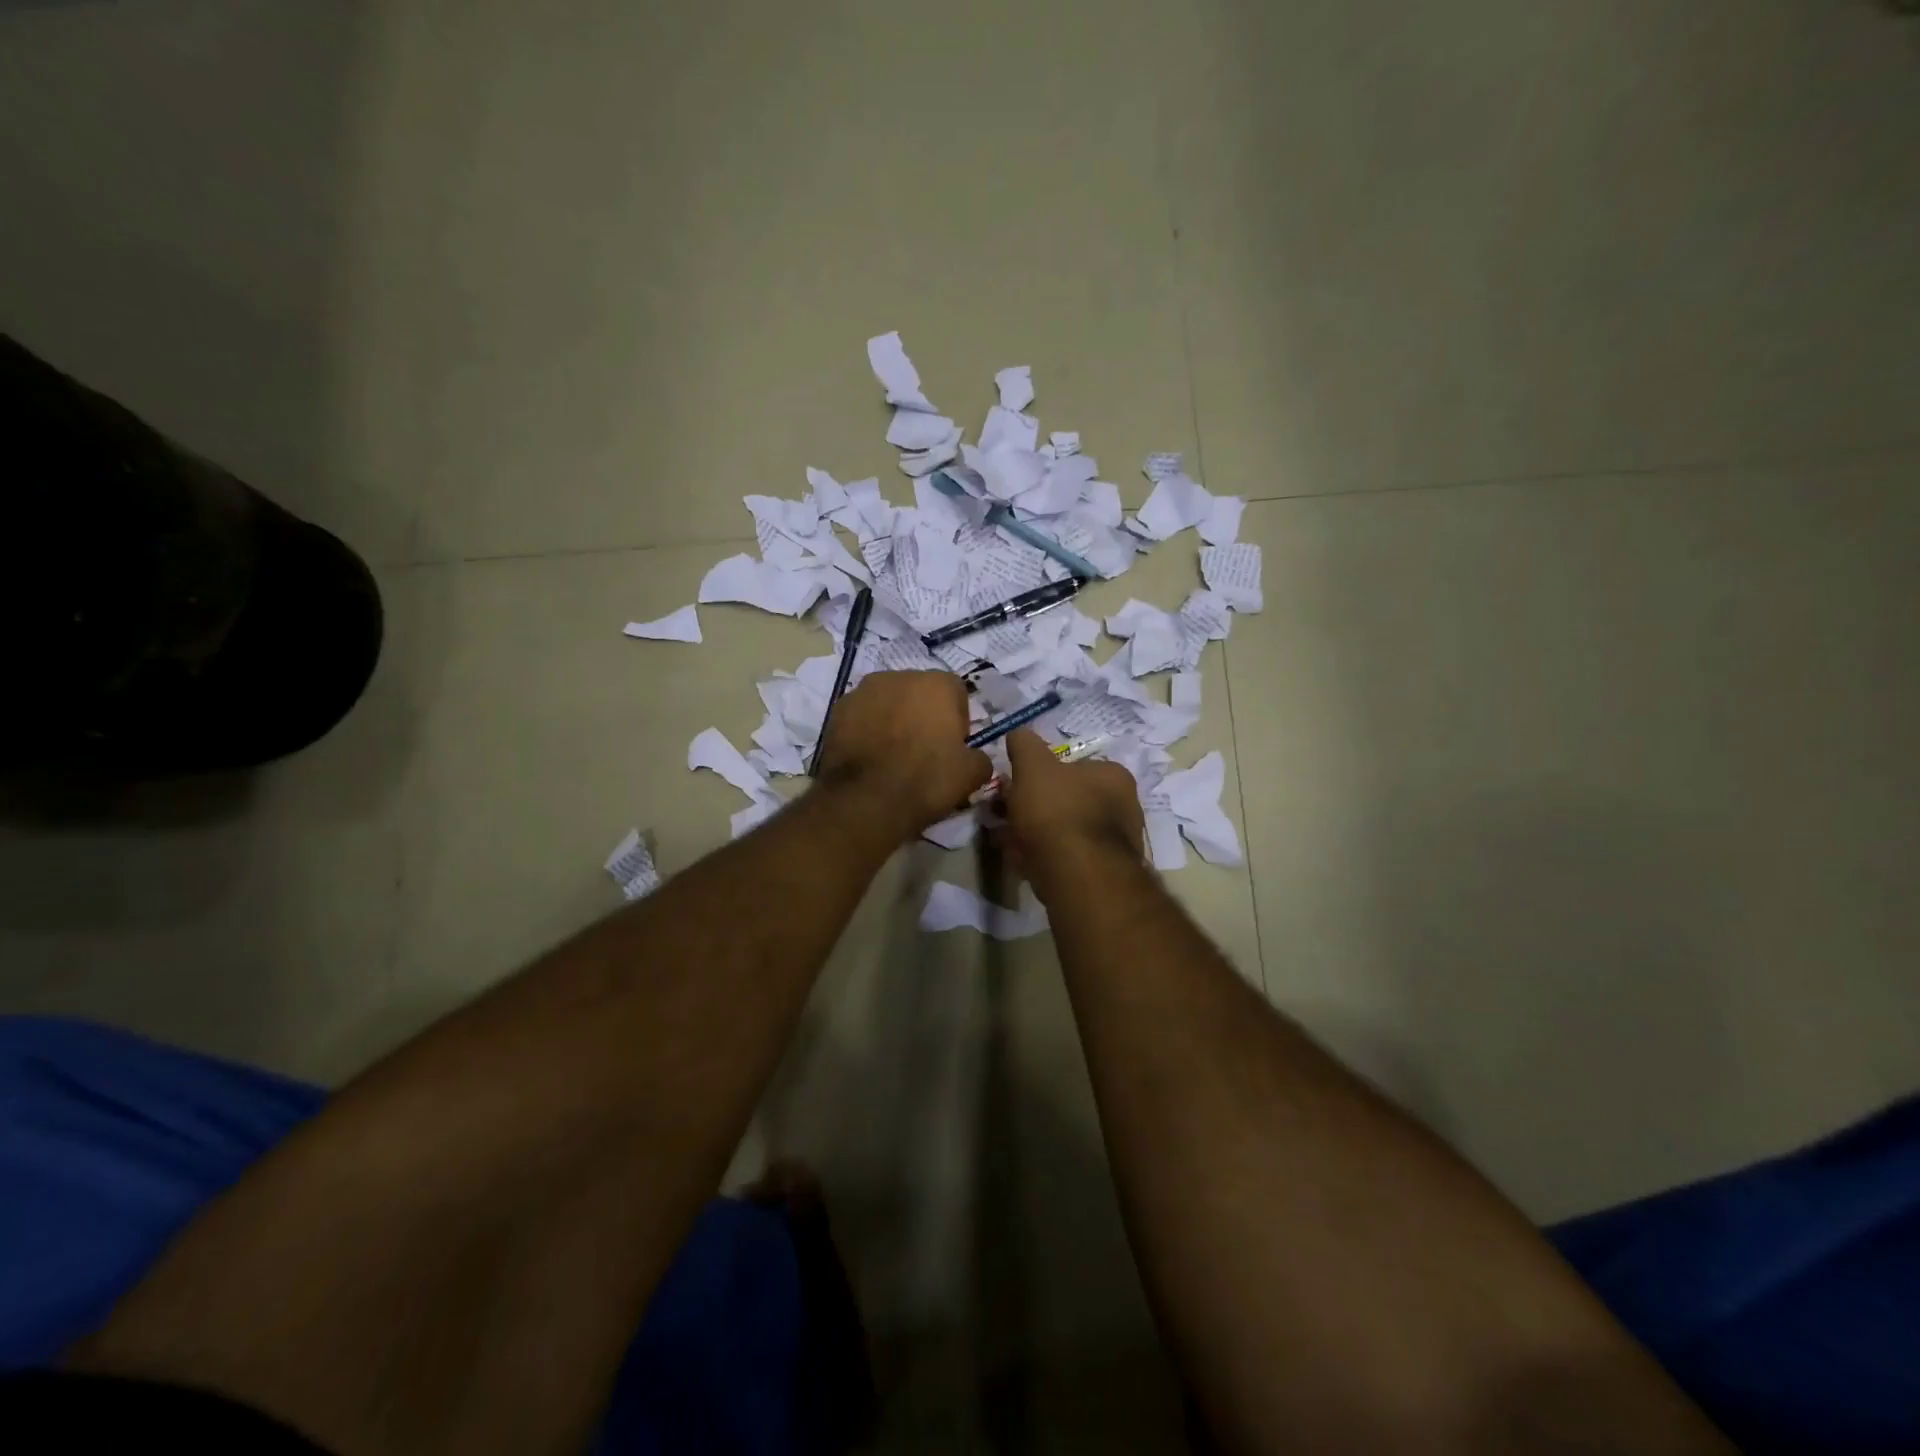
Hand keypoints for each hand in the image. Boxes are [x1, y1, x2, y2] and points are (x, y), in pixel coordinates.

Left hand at [813, 671, 990, 839]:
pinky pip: (862, 715)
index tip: (953, 746)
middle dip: (923, 714)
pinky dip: (868, 728)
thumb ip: (981, 758)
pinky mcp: (838, 709)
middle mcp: (900, 676)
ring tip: (892, 754)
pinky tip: (870, 756)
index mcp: (938, 683)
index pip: (956, 693)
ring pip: (888, 701)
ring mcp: (864, 690)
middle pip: (920, 692)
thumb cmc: (926, 780)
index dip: (958, 720)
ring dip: (894, 718)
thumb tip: (977, 759)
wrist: (866, 800)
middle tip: (923, 750)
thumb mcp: (971, 775)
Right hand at [1001, 729, 1144, 892]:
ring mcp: (1117, 843)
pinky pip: (1068, 857)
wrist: (1078, 877)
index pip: (1075, 765)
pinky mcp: (1104, 874)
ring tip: (1006, 839)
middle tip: (1006, 813)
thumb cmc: (1058, 812)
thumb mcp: (1033, 766)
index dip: (1040, 773)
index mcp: (1114, 775)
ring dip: (1037, 832)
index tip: (1016, 785)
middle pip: (1069, 799)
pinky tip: (1022, 860)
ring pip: (1066, 830)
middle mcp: (1125, 807)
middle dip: (1035, 805)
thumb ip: (1025, 745)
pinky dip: (1044, 855)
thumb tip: (1018, 734)